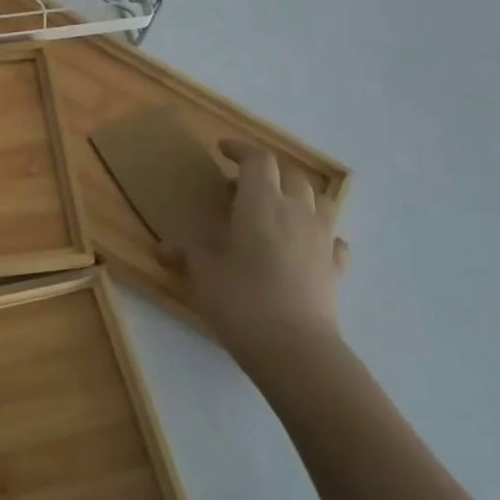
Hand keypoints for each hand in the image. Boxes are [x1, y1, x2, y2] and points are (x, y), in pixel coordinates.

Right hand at [173, 140, 347, 365]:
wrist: (296, 350)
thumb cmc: (241, 300)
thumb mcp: (203, 274)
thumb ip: (187, 254)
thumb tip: (163, 247)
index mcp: (261, 203)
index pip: (258, 160)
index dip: (241, 150)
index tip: (222, 150)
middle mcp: (296, 212)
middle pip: (291, 174)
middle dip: (268, 171)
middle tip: (242, 183)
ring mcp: (322, 240)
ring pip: (320, 200)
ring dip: (299, 195)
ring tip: (278, 207)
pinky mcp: (336, 268)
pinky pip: (333, 238)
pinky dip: (319, 233)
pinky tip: (305, 244)